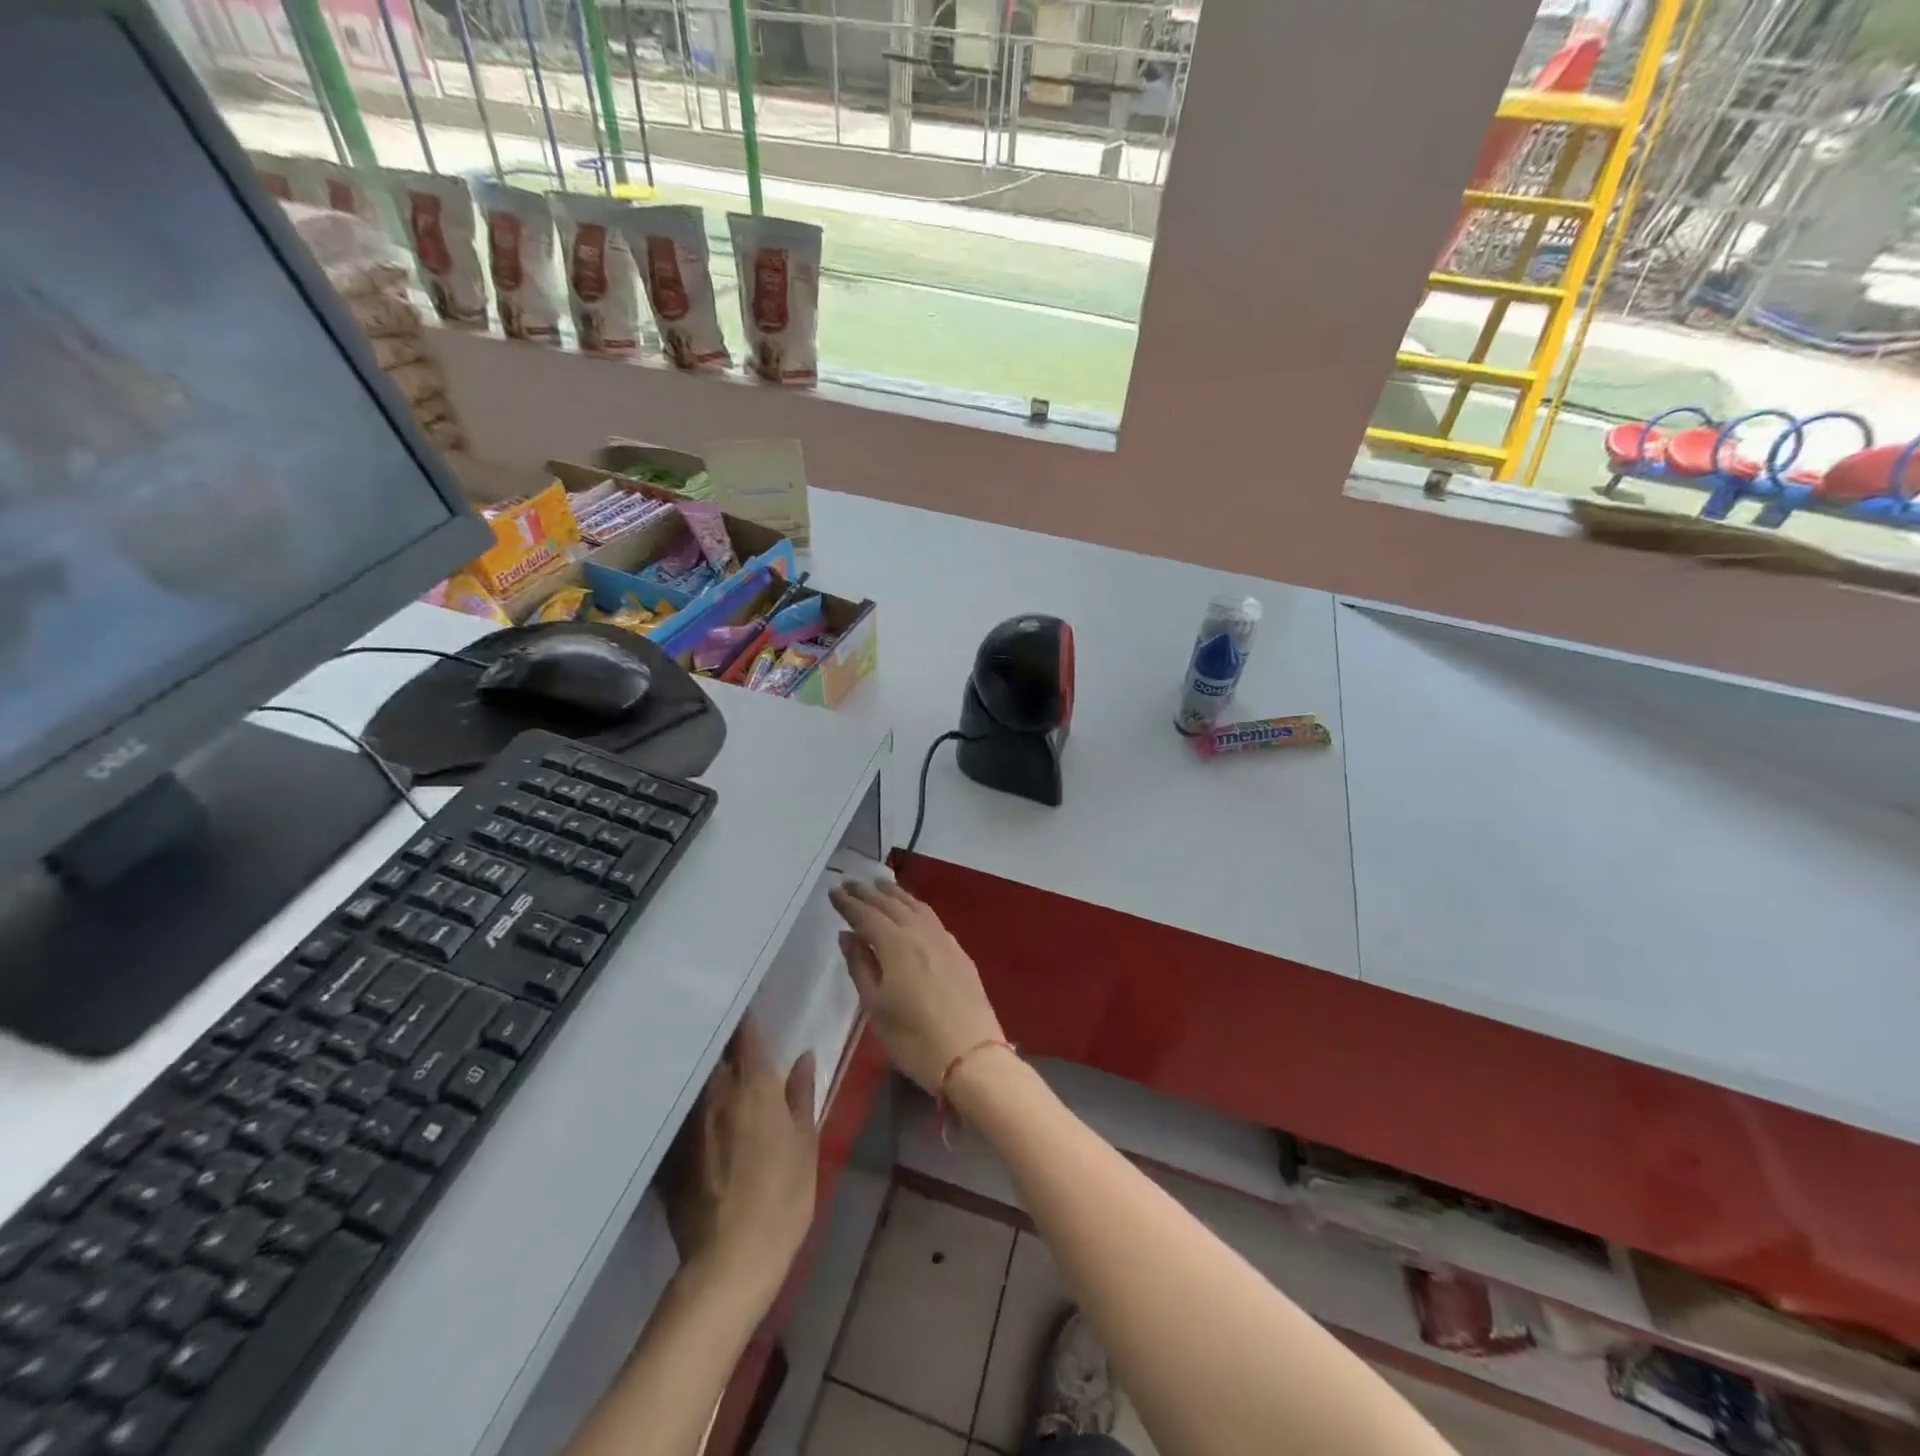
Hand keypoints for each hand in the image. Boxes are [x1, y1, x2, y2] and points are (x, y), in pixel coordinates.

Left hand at [665, 1016, 816, 1297]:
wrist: (731, 1261)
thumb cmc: (783, 1197)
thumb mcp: (806, 1143)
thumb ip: (801, 1095)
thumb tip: (803, 1057)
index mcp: (754, 1086)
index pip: (748, 1037)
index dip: (748, 1018)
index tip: (749, 1001)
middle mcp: (717, 1096)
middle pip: (717, 1056)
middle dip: (724, 1042)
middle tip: (734, 1034)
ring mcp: (691, 1126)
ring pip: (699, 1083)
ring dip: (709, 1070)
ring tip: (718, 1065)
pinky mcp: (675, 1155)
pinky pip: (687, 1116)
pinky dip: (695, 1106)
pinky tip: (701, 1113)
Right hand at [830, 879, 1004, 1093]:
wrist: (972, 1057)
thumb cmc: (914, 1039)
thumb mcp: (876, 1007)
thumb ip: (860, 966)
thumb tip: (848, 935)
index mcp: (896, 945)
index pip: (867, 915)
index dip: (849, 903)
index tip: (834, 890)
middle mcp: (920, 933)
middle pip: (892, 905)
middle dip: (869, 893)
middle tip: (851, 882)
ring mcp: (944, 941)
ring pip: (916, 906)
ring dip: (895, 894)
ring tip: (880, 886)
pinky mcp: (959, 953)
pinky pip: (932, 918)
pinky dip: (916, 907)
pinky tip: (913, 911)